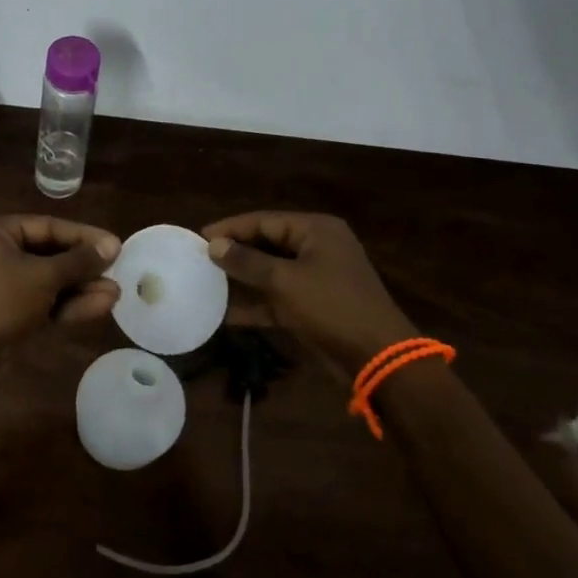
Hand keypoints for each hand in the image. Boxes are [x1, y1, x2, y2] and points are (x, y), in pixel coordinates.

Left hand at [0, 215, 121, 359]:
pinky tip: (100, 306)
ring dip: (80, 288)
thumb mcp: (43, 276)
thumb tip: (111, 246)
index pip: (46, 226)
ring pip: (47, 283)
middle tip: (117, 271)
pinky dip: (67, 305)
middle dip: (83, 267)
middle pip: (48, 254)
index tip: (114, 245)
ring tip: (116, 294)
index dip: (83, 236)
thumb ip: (79, 261)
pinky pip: (41, 303)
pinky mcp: (6, 316)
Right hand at [202, 211, 418, 373]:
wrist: (377, 357)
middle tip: (201, 258)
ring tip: (208, 282)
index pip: (264, 220)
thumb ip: (247, 261)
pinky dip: (258, 304)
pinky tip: (227, 314)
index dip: (231, 228)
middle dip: (236, 252)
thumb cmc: (331, 307)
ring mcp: (318, 277)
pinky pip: (279, 298)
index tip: (200, 237)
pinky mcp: (315, 305)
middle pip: (268, 243)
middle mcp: (318, 247)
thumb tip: (214, 245)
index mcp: (316, 230)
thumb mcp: (284, 281)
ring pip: (272, 271)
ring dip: (244, 279)